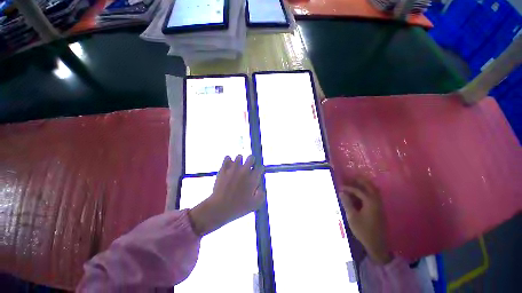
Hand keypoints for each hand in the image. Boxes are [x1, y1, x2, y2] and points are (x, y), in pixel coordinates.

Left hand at [188, 155, 264, 235]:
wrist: (220, 207)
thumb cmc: (238, 207)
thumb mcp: (255, 204)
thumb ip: (261, 194)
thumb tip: (260, 187)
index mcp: (253, 178)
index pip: (260, 167)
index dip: (260, 170)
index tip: (257, 174)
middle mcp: (245, 170)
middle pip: (251, 157)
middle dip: (251, 161)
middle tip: (248, 168)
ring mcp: (233, 168)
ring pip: (239, 156)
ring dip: (240, 161)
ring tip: (237, 167)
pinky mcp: (224, 169)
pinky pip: (227, 158)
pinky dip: (229, 160)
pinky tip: (229, 166)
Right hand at [339, 177, 392, 263]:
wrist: (377, 245)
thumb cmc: (363, 230)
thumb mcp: (352, 217)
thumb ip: (347, 203)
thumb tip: (342, 192)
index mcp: (370, 202)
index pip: (358, 191)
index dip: (348, 188)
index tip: (340, 187)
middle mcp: (376, 201)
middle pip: (370, 186)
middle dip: (361, 181)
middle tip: (352, 177)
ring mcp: (379, 206)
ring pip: (374, 190)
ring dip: (366, 185)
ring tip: (356, 182)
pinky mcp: (379, 210)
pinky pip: (374, 196)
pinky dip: (368, 191)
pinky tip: (361, 193)